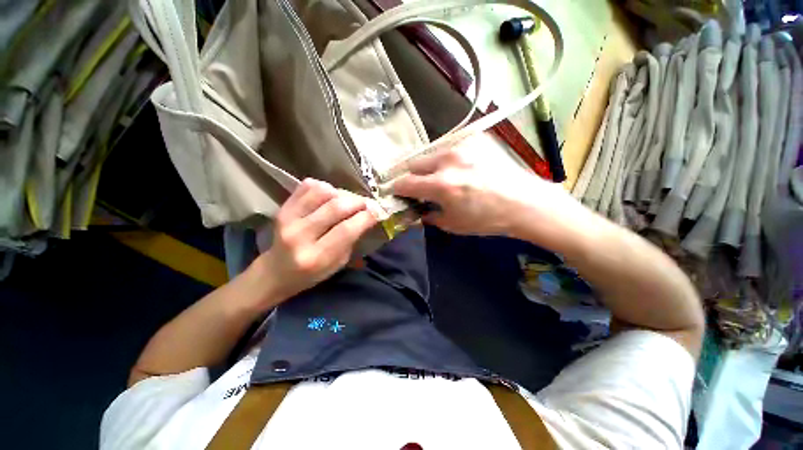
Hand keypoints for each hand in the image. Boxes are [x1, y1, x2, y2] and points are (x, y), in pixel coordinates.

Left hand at [257, 179, 377, 299]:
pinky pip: (307, 186)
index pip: (346, 230)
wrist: (275, 272)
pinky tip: (330, 197)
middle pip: (336, 207)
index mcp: (316, 257)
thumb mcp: (338, 264)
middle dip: (357, 202)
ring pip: (322, 192)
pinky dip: (324, 187)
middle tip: (366, 204)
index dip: (366, 217)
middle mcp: (299, 236)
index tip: (377, 212)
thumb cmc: (312, 273)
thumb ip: (352, 239)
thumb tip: (368, 215)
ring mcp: (287, 219)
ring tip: (347, 201)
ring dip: (341, 193)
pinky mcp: (282, 208)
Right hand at [390, 135, 571, 236]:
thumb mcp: (454, 224)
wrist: (524, 202)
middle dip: (410, 175)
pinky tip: (457, 167)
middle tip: (416, 185)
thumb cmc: (487, 219)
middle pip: (413, 163)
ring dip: (428, 166)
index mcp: (441, 185)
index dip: (395, 188)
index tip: (393, 191)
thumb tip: (417, 212)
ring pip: (430, 153)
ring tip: (438, 176)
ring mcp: (462, 146)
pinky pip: (449, 147)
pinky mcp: (474, 138)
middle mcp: (447, 160)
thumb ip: (429, 216)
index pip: (405, 183)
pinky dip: (446, 158)